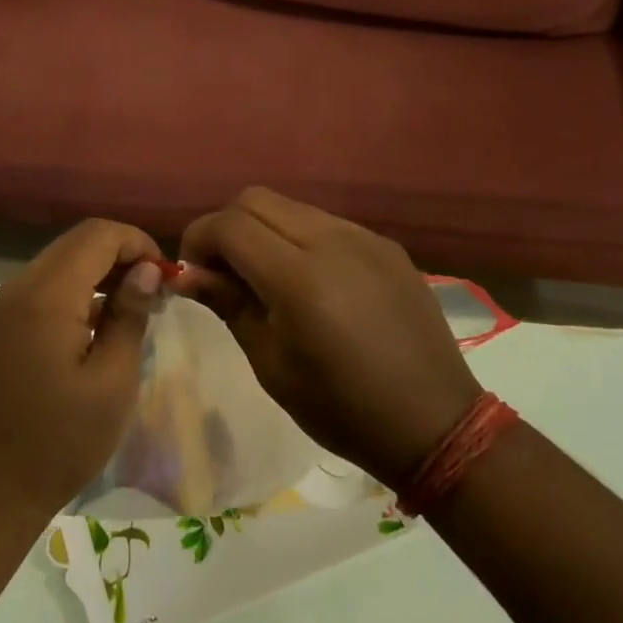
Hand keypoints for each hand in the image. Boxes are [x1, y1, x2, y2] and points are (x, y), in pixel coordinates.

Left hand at [0, 220, 162, 532]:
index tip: (167, 276)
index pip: (98, 235)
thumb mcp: (113, 381)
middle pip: (78, 242)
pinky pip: (45, 286)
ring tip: (134, 306)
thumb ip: (130, 315)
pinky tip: (99, 323)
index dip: (138, 243)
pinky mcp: (1, 324)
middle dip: (121, 253)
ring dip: (100, 270)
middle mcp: (21, 286)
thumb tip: (146, 269)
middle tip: (156, 290)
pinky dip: (77, 289)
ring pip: (61, 261)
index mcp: (48, 295)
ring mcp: (5, 304)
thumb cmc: (61, 441)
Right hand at [175, 188, 480, 490]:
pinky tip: (311, 281)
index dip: (198, 239)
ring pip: (292, 207)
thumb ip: (229, 304)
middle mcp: (332, 241)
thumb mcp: (271, 364)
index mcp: (299, 278)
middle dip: (227, 226)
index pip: (229, 225)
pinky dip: (301, 238)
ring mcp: (364, 237)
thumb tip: (187, 274)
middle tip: (223, 270)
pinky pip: (327, 223)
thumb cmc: (341, 408)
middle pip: (256, 199)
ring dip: (264, 229)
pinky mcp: (386, 245)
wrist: (435, 423)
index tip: (193, 271)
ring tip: (265, 275)